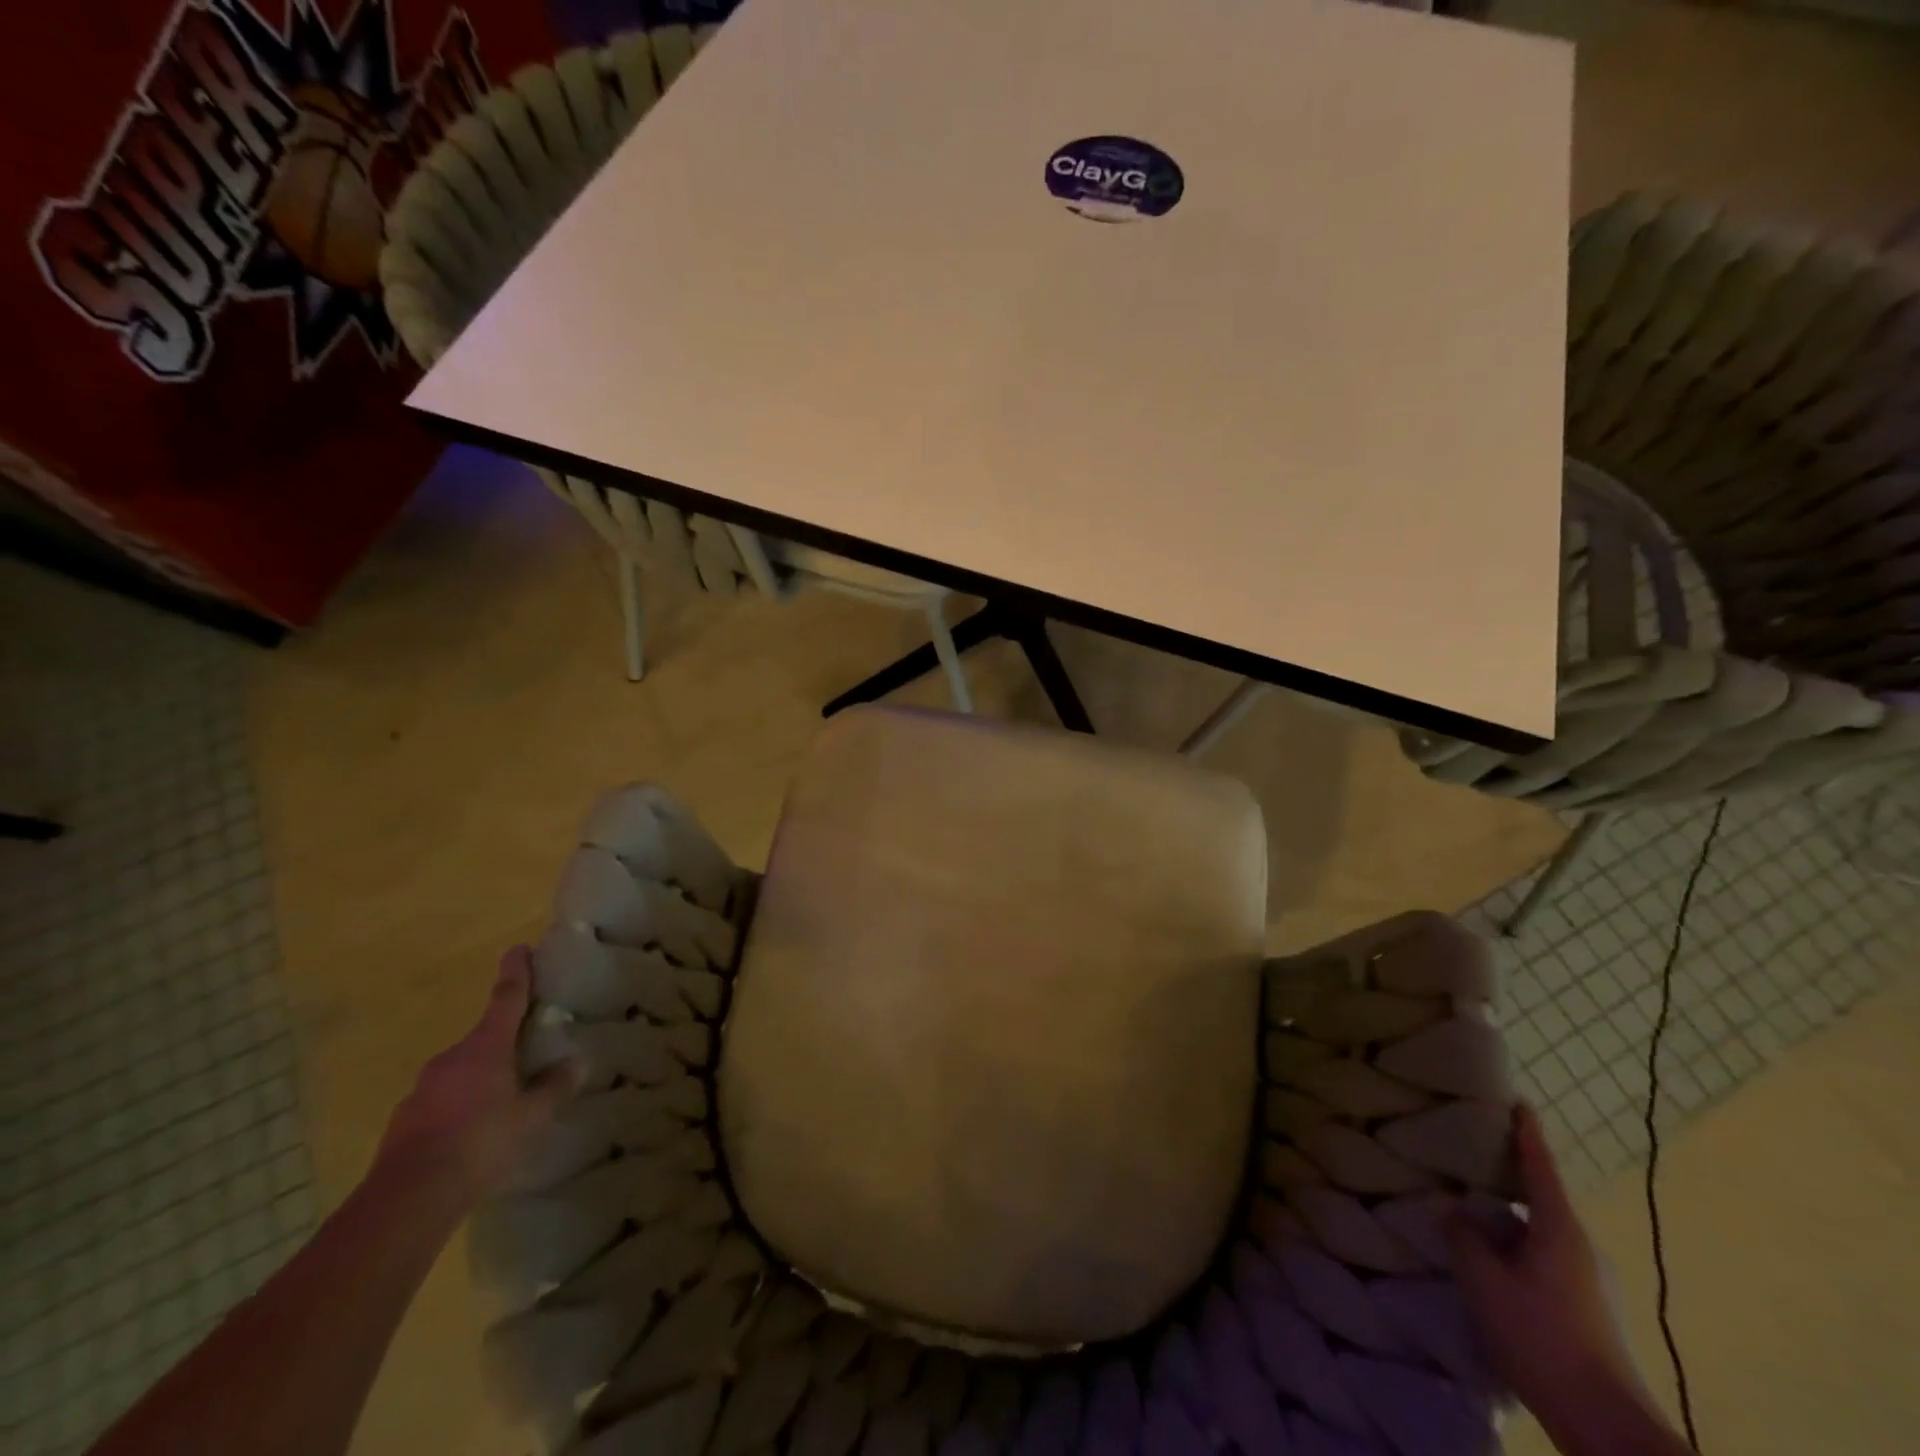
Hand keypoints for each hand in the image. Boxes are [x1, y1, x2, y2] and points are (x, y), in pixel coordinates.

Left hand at [375, 946, 581, 1208]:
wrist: (407, 1199)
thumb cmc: (480, 1143)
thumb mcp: (531, 1116)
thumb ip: (554, 1087)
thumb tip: (576, 1062)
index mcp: (485, 1047)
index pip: (506, 998)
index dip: (516, 972)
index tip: (519, 949)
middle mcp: (451, 1059)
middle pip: (484, 1038)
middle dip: (504, 1041)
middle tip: (528, 1051)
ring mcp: (423, 1089)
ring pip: (461, 1072)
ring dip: (482, 1078)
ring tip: (504, 1102)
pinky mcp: (405, 1121)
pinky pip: (443, 1101)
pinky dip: (461, 1107)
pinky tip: (473, 1134)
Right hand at [1448, 1106, 1684, 1455]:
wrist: (1608, 1426)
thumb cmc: (1542, 1337)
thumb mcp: (1485, 1281)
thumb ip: (1462, 1236)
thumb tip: (1448, 1206)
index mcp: (1560, 1228)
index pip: (1540, 1166)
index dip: (1527, 1133)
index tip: (1519, 1102)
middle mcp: (1581, 1246)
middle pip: (1540, 1199)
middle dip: (1506, 1180)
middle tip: (1468, 1159)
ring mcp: (1590, 1280)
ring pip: (1539, 1233)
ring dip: (1507, 1221)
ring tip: (1468, 1216)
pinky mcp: (1588, 1309)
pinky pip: (1544, 1259)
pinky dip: (1516, 1249)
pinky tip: (1489, 1264)